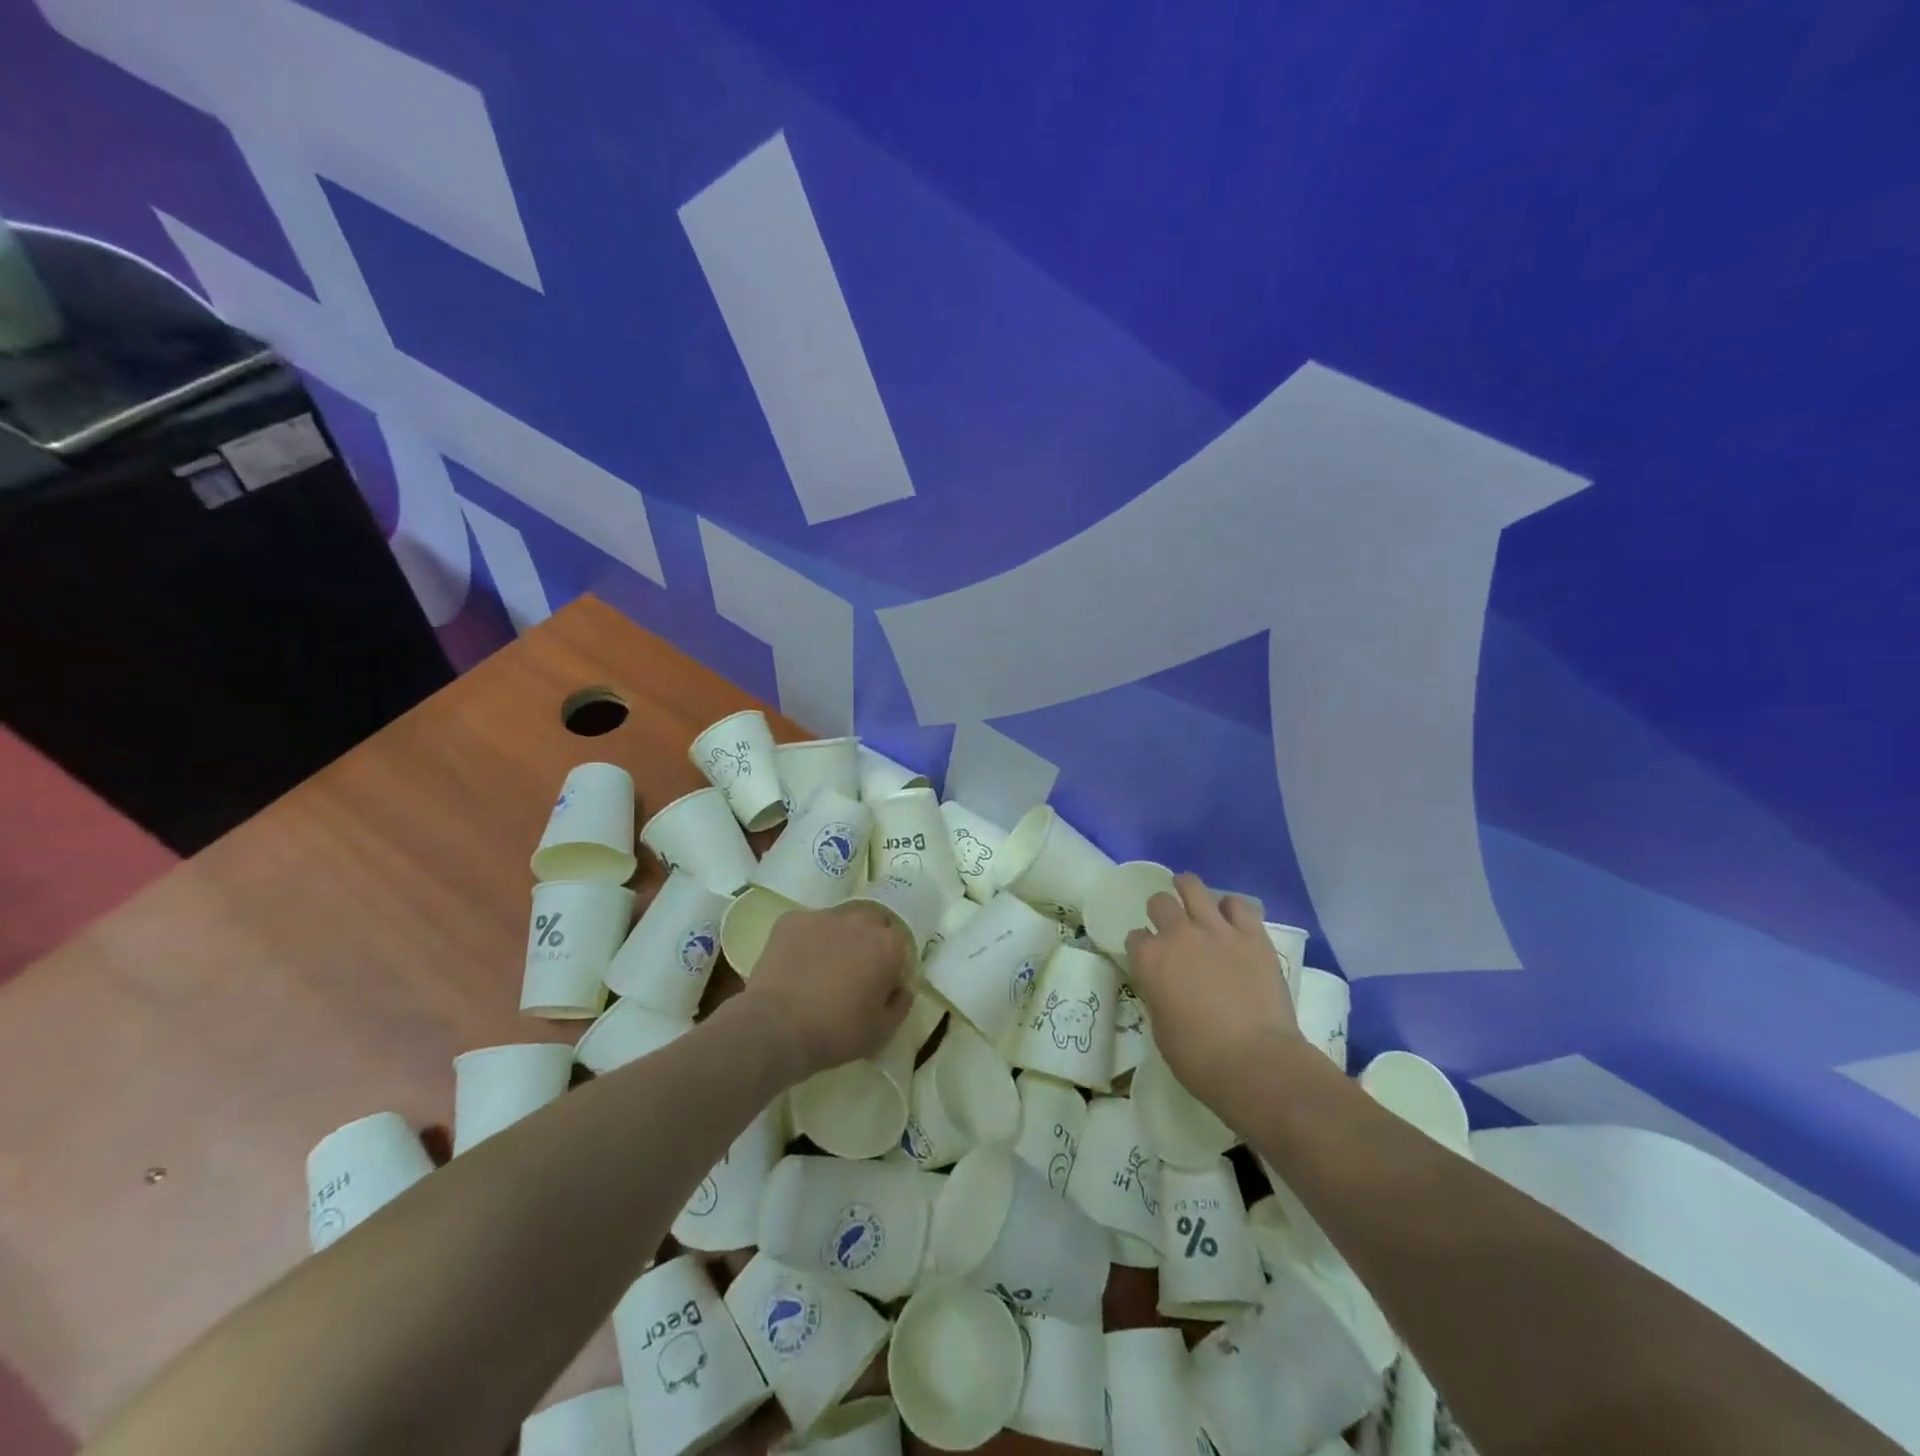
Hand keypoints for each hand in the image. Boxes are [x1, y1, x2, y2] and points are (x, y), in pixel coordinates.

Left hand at [741, 902, 913, 1080]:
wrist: (777, 1027)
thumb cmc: (837, 1032)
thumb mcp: (882, 1031)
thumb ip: (901, 1003)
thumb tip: (903, 987)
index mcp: (888, 945)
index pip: (899, 942)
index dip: (891, 962)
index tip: (880, 982)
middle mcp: (860, 921)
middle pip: (871, 922)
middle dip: (867, 940)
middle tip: (853, 970)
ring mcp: (823, 916)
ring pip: (838, 920)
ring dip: (837, 937)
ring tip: (820, 966)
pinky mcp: (791, 920)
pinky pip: (806, 925)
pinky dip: (805, 940)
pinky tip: (795, 964)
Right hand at [1124, 873, 1303, 1115]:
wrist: (1255, 1062)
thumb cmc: (1199, 1059)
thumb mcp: (1161, 1029)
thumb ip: (1159, 996)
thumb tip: (1167, 989)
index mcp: (1149, 960)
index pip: (1135, 937)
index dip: (1142, 946)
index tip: (1149, 957)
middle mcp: (1177, 935)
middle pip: (1160, 902)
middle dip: (1161, 911)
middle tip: (1170, 925)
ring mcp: (1216, 931)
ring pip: (1193, 887)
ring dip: (1188, 888)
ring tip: (1190, 893)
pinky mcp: (1252, 935)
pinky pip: (1238, 903)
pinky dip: (1231, 907)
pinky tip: (1231, 917)